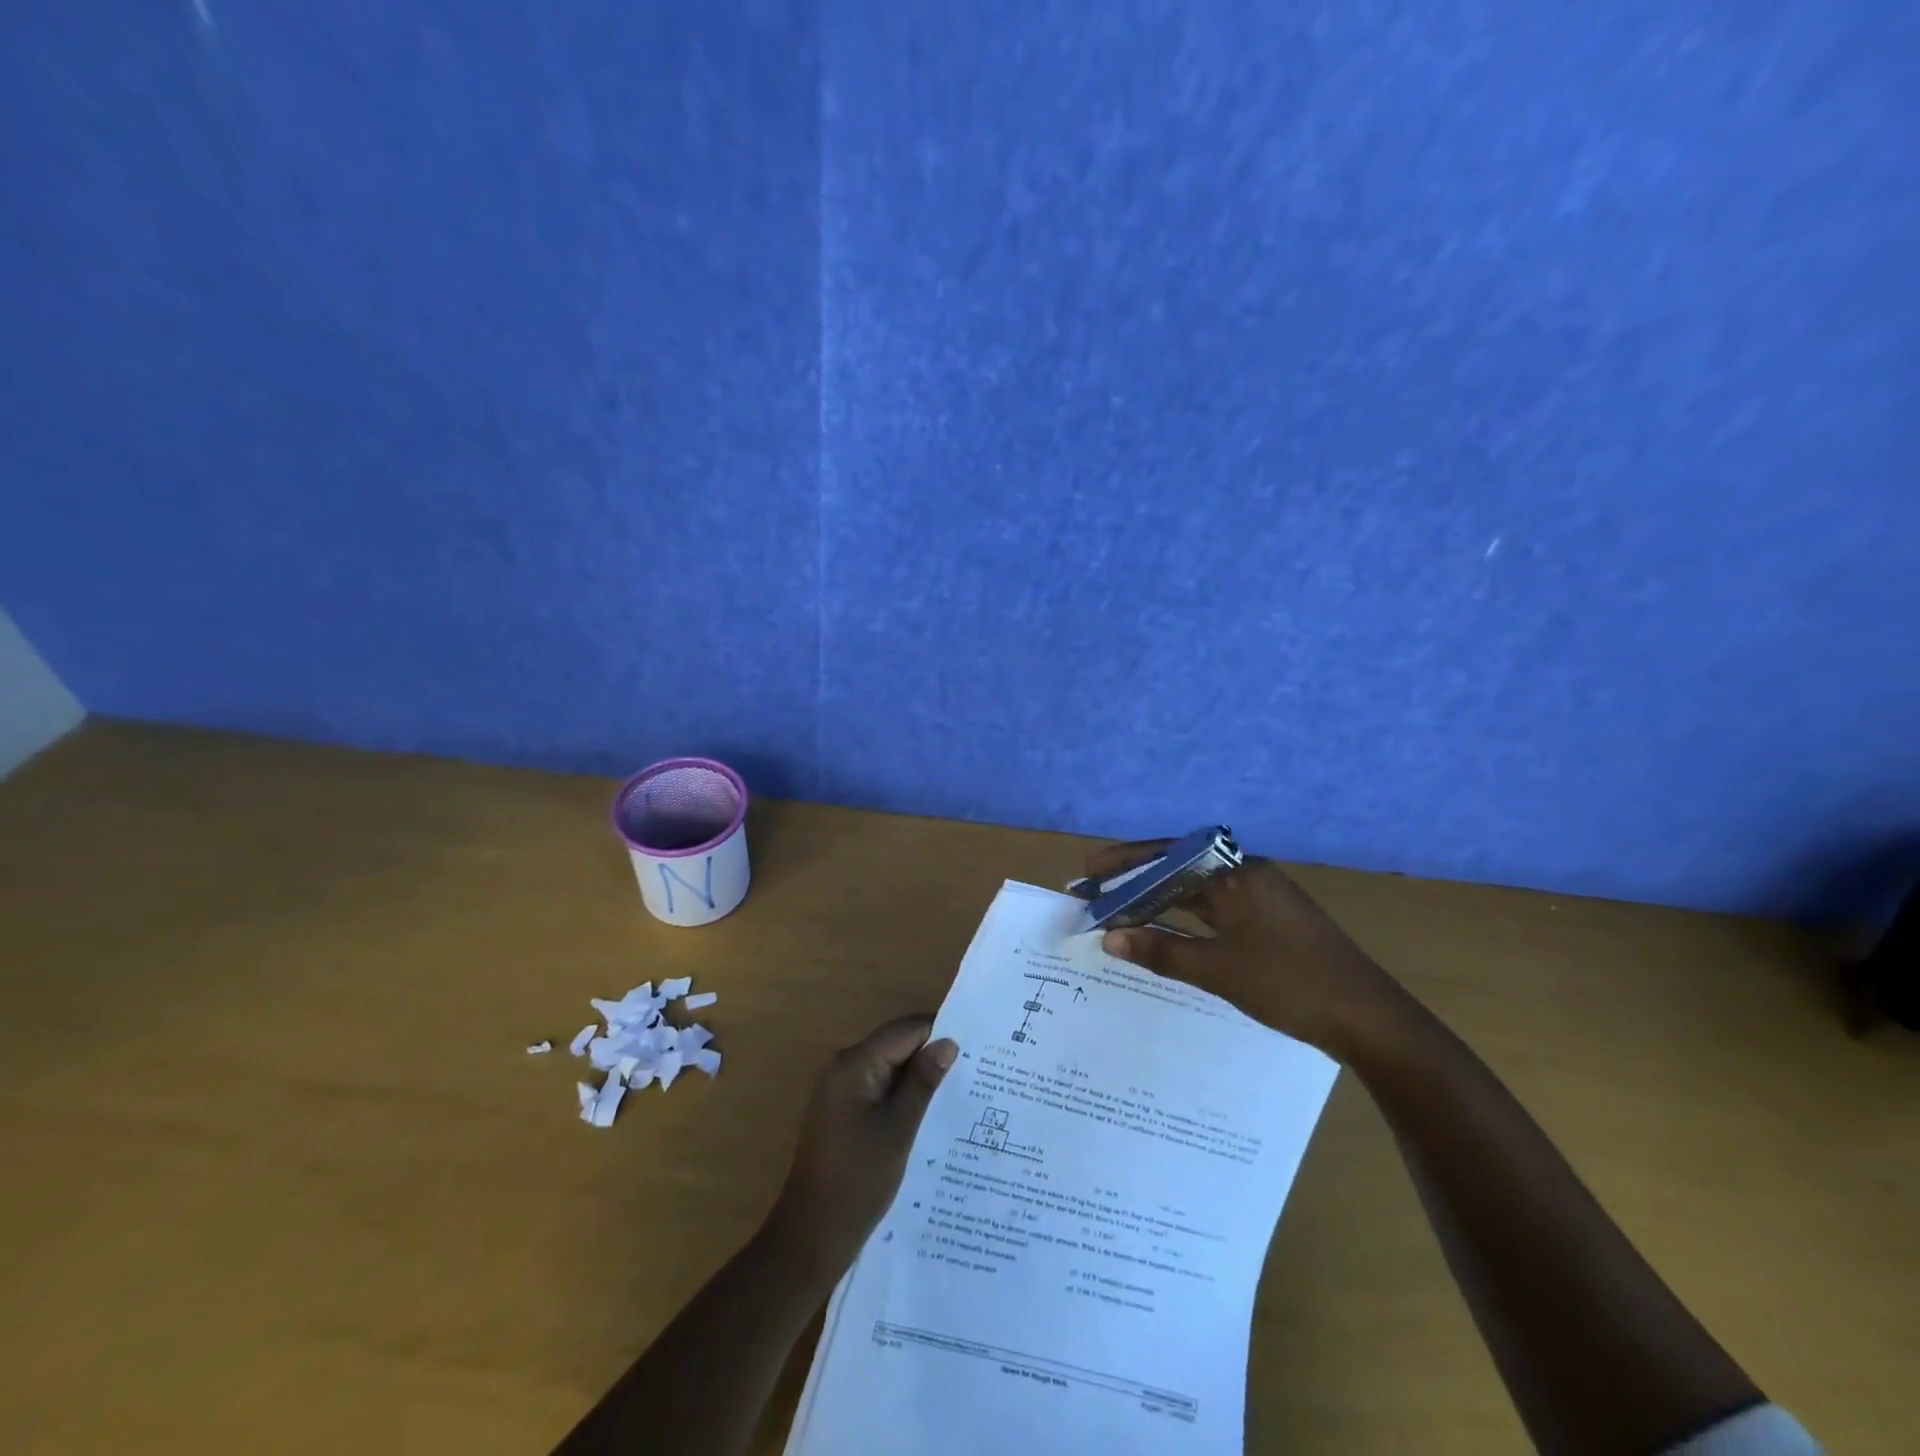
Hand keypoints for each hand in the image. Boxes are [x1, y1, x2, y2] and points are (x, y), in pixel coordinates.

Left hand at [766, 1014, 957, 1277]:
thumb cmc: (858, 1181)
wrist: (811, 1236)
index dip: (940, 1032)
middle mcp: (843, 1066)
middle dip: (931, 1053)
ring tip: (961, 1088)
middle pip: (896, 1044)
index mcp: (854, 1063)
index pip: (906, 1030)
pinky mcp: (842, 1110)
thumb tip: (949, 1043)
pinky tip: (930, 1110)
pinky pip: (879, 1086)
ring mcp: (840, 1089)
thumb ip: (923, 1082)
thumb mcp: (899, 1129)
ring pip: (889, 1065)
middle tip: (975, 1068)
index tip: (976, 1045)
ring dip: (919, 1075)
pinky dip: (903, 1092)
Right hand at [1080, 839, 1405, 1056]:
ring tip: (1116, 909)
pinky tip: (1161, 930)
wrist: (1370, 1021)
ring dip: (1158, 900)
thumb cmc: (1292, 985)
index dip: (1125, 862)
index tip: (1088, 871)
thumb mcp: (1220, 970)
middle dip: (1135, 880)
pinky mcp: (1268, 922)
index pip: (1170, 856)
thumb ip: (1162, 951)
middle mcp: (1248, 876)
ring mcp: (1260, 899)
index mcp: (1239, 874)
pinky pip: (1213, 910)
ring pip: (1196, 891)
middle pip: (1180, 870)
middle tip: (1094, 892)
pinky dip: (1183, 918)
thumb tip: (1109, 937)